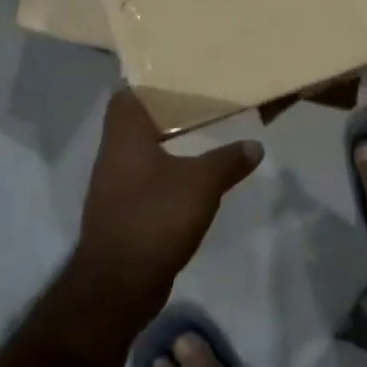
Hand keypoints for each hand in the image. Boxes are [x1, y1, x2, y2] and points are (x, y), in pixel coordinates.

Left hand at [74, 90, 263, 304]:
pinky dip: (165, 179)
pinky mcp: (121, 215)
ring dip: (167, 150)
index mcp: (124, 137)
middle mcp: (112, 156)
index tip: (181, 83)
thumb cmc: (156, 217)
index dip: (150, 85)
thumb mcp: (202, 183)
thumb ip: (228, 160)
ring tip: (203, 142)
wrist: (119, 283)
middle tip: (202, 109)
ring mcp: (113, 188)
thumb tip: (254, 145)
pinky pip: (145, 184)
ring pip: (141, 156)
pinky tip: (192, 184)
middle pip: (136, 124)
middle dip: (166, 117)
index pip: (127, 95)